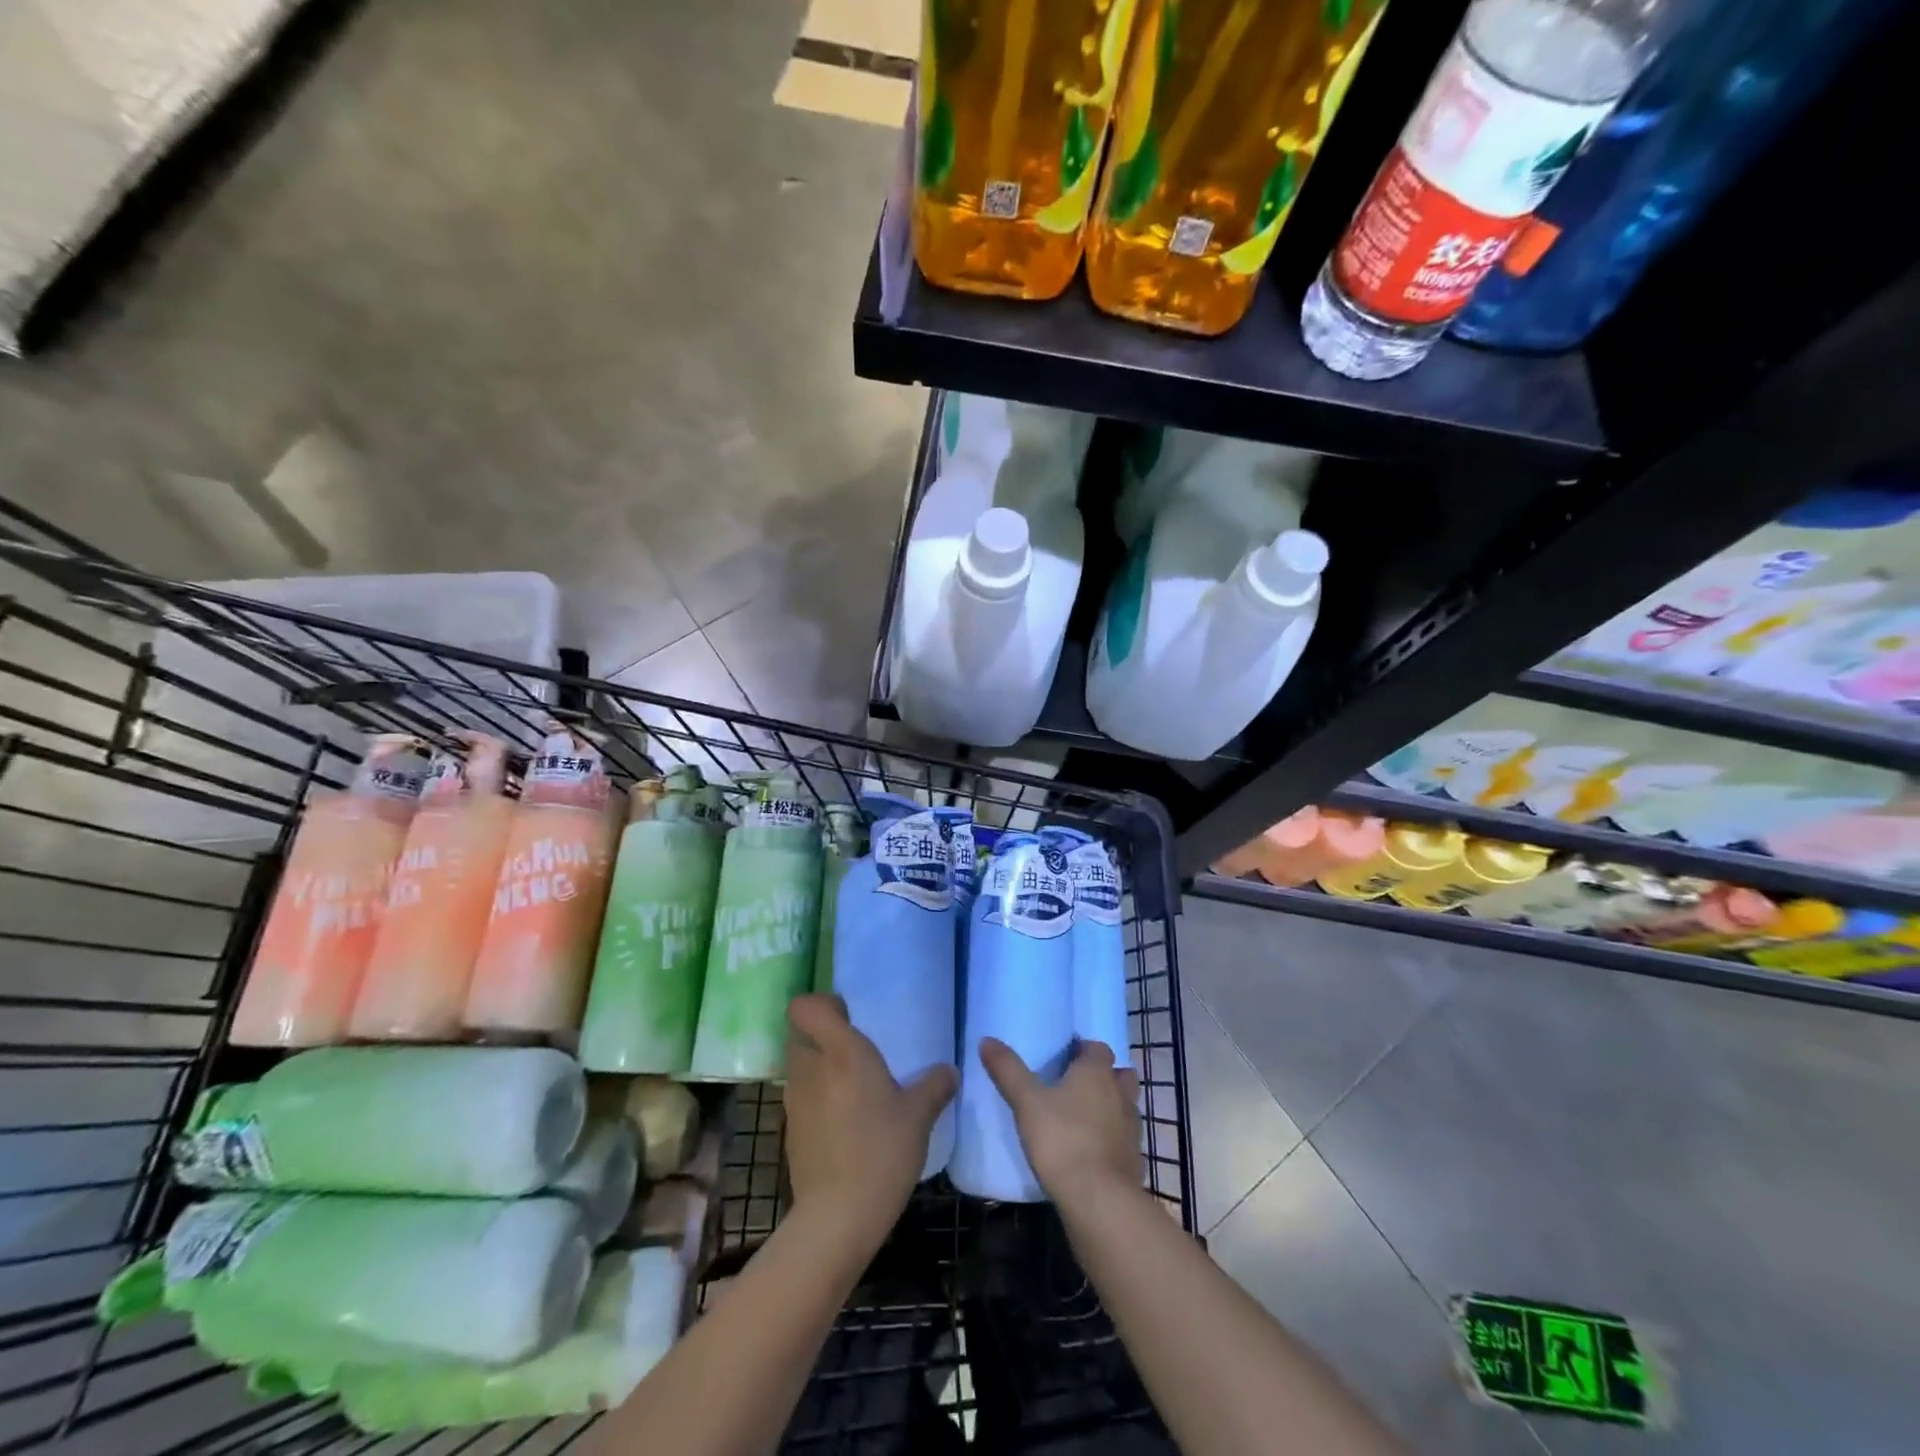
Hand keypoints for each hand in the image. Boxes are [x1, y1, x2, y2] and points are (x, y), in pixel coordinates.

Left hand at [783, 994, 956, 1248]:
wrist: (837, 1218)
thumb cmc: (881, 1152)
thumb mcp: (919, 1116)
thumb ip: (935, 1086)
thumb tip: (950, 1071)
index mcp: (841, 1052)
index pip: (805, 1007)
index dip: (821, 1004)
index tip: (847, 1015)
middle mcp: (811, 1068)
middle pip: (801, 1033)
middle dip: (822, 1035)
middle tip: (854, 1049)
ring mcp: (795, 1101)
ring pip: (800, 1066)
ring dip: (819, 1067)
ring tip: (852, 1087)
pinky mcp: (790, 1130)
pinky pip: (801, 1098)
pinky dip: (817, 1099)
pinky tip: (843, 1122)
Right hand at [979, 1038, 1141, 1209]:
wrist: (1099, 1199)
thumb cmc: (1062, 1139)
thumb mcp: (1026, 1102)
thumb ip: (1008, 1070)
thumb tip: (986, 1039)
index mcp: (1096, 1073)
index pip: (1098, 1047)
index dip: (1084, 1049)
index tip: (1065, 1057)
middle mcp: (1120, 1093)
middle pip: (1120, 1074)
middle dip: (1105, 1075)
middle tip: (1078, 1085)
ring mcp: (1132, 1128)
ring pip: (1126, 1106)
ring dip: (1112, 1106)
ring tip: (1086, 1117)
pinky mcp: (1135, 1159)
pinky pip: (1126, 1139)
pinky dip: (1115, 1139)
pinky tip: (1095, 1152)